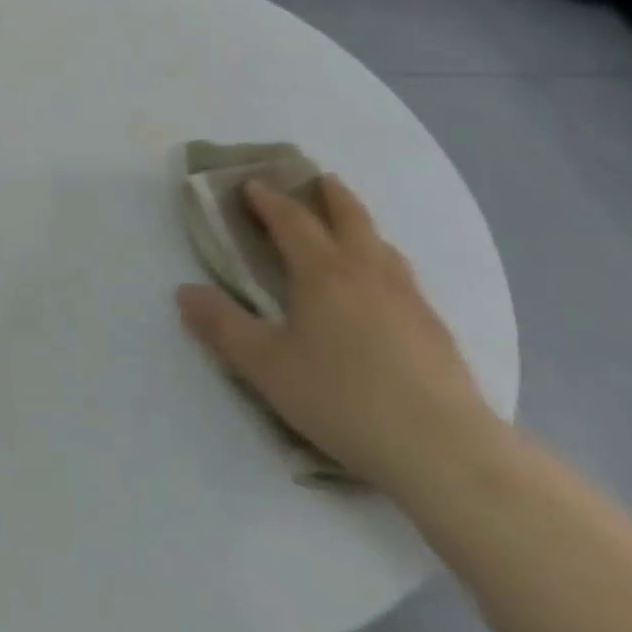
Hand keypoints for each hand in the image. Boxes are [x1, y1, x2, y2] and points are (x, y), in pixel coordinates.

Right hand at [176, 174, 500, 494]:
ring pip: (382, 244)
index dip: (269, 199)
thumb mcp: (266, 366)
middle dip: (329, 194)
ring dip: (360, 224)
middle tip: (316, 178)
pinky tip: (385, 289)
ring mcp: (408, 298)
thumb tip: (184, 292)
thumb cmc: (344, 399)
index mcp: (323, 271)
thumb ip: (222, 326)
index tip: (252, 183)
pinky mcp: (436, 330)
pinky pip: (403, 276)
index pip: (292, 220)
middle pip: (349, 216)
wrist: (447, 452)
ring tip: (350, 227)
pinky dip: (384, 261)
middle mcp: (367, 271)